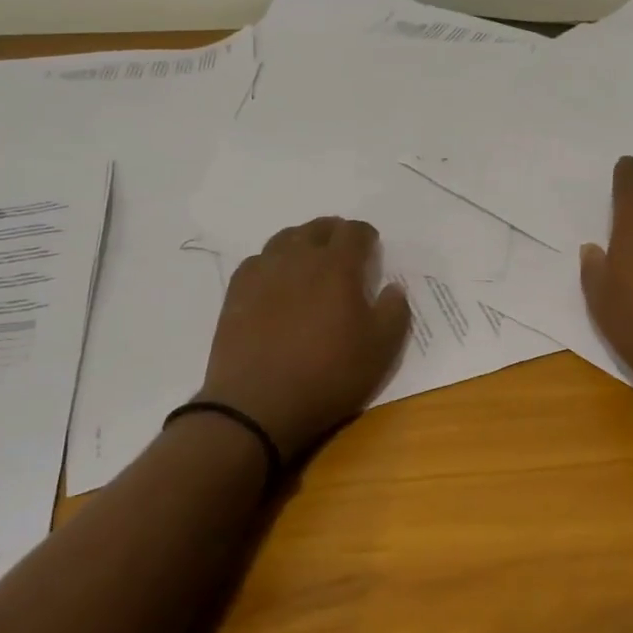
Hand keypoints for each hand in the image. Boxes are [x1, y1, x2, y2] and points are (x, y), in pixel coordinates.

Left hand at [198, 217, 411, 458]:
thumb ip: (394, 312)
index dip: (366, 236)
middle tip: (343, 253)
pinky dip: (273, 262)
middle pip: (318, 227)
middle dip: (335, 234)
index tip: (371, 250)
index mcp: (337, 265)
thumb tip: (394, 287)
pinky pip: (259, 260)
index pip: (354, 231)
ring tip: (310, 262)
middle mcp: (299, 257)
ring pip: (286, 238)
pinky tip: (276, 282)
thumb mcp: (380, 350)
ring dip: (303, 242)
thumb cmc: (327, 375)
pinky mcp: (237, 290)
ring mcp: (264, 271)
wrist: (256, 405)